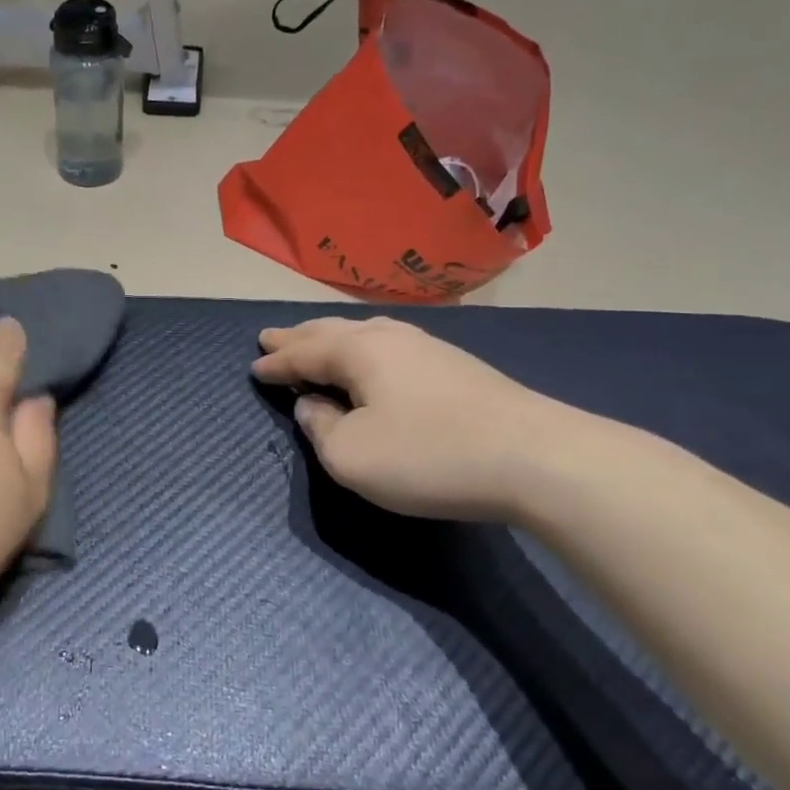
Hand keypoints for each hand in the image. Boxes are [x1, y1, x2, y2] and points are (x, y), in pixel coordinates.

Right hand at [253, 316, 573, 521]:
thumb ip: (321, 429)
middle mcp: (391, 338)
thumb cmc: (428, 455)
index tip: (253, 365)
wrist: (536, 458)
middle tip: (270, 337)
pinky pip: (391, 348)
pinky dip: (364, 351)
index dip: (276, 362)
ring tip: (316, 341)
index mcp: (359, 351)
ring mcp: (429, 348)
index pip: (304, 352)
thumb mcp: (352, 456)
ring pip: (366, 334)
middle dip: (298, 337)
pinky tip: (374, 358)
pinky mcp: (457, 368)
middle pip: (332, 331)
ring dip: (333, 339)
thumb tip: (314, 406)